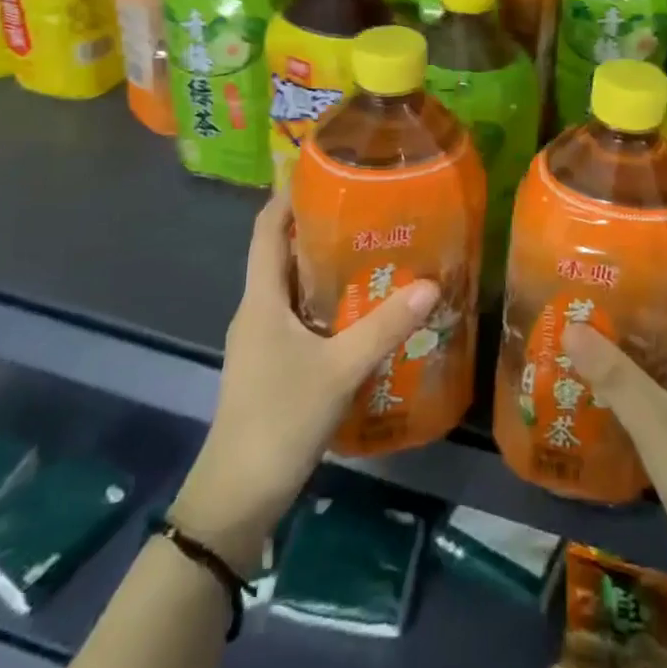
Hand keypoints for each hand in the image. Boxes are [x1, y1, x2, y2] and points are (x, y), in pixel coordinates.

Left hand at [173, 193, 438, 573]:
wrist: (236, 498)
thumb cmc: (278, 420)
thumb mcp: (339, 369)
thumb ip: (384, 326)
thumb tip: (430, 283)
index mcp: (260, 299)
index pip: (266, 229)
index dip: (287, 196)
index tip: (322, 169)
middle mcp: (257, 311)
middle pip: (282, 253)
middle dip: (318, 226)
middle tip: (366, 207)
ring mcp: (262, 340)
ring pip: (293, 287)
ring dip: (324, 265)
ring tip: (372, 249)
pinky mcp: (272, 365)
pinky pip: (300, 316)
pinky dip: (326, 301)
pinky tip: (362, 308)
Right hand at [562, 263, 666, 613]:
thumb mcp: (660, 423)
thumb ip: (615, 376)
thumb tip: (570, 325)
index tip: (649, 226)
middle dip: (648, 290)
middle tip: (602, 265)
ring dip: (635, 332)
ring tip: (589, 305)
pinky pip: (657, 385)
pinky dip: (631, 371)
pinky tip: (595, 367)